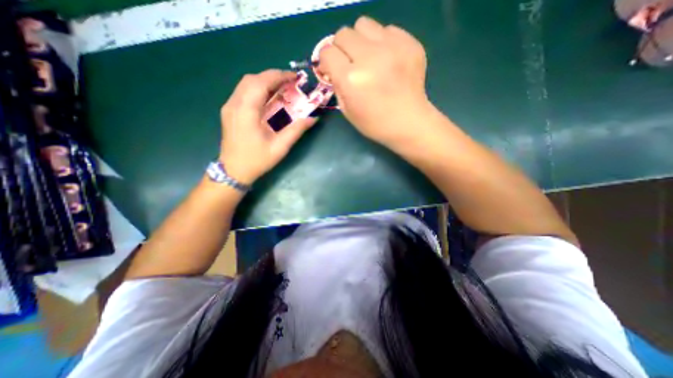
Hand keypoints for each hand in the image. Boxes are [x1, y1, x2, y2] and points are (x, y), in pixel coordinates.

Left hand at [218, 69, 318, 184]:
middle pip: (251, 79)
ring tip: (281, 88)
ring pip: (245, 84)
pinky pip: (243, 92)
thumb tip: (313, 118)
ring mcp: (229, 107)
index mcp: (246, 112)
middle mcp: (234, 104)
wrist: (233, 171)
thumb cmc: (257, 160)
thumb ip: (296, 131)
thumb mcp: (280, 147)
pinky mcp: (229, 111)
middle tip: (290, 83)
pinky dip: (257, 89)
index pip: (260, 83)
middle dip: (272, 76)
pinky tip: (268, 98)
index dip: (278, 76)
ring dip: (264, 82)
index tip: (294, 77)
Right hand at [319, 16, 433, 148]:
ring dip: (361, 41)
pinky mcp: (409, 43)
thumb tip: (333, 68)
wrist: (408, 123)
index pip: (327, 52)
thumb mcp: (347, 110)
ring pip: (364, 24)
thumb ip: (337, 85)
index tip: (332, 69)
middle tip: (351, 63)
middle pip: (344, 34)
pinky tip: (387, 61)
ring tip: (369, 58)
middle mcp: (369, 58)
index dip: (327, 61)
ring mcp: (392, 47)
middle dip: (342, 49)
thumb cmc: (375, 123)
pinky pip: (387, 30)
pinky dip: (382, 43)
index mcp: (351, 79)